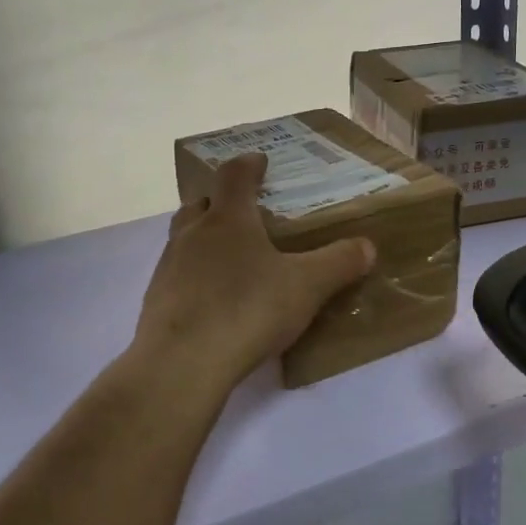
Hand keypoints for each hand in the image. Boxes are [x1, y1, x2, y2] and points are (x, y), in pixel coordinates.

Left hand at [134, 153, 376, 392]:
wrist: (182, 363)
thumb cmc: (247, 310)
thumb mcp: (306, 287)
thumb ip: (338, 263)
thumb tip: (367, 246)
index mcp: (228, 220)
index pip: (234, 176)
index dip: (249, 164)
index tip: (260, 161)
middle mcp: (192, 234)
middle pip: (201, 204)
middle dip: (221, 202)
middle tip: (244, 212)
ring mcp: (169, 267)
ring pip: (184, 238)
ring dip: (204, 238)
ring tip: (231, 257)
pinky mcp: (157, 300)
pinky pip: (178, 275)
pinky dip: (195, 275)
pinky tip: (213, 299)